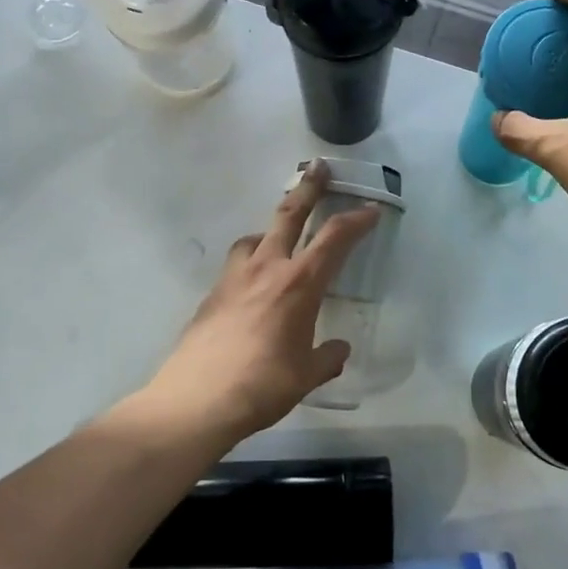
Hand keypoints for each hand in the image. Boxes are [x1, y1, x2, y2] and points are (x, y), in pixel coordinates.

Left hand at [143, 164, 379, 442]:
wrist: (197, 399)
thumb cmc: (263, 385)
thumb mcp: (306, 375)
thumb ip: (326, 358)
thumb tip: (339, 350)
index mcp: (298, 284)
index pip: (334, 240)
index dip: (356, 221)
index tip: (370, 210)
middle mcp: (266, 269)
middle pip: (289, 215)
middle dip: (308, 189)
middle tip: (318, 169)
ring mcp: (233, 278)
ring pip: (254, 237)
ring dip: (270, 230)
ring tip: (276, 241)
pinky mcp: (211, 295)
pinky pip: (236, 266)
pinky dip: (249, 264)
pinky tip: (251, 289)